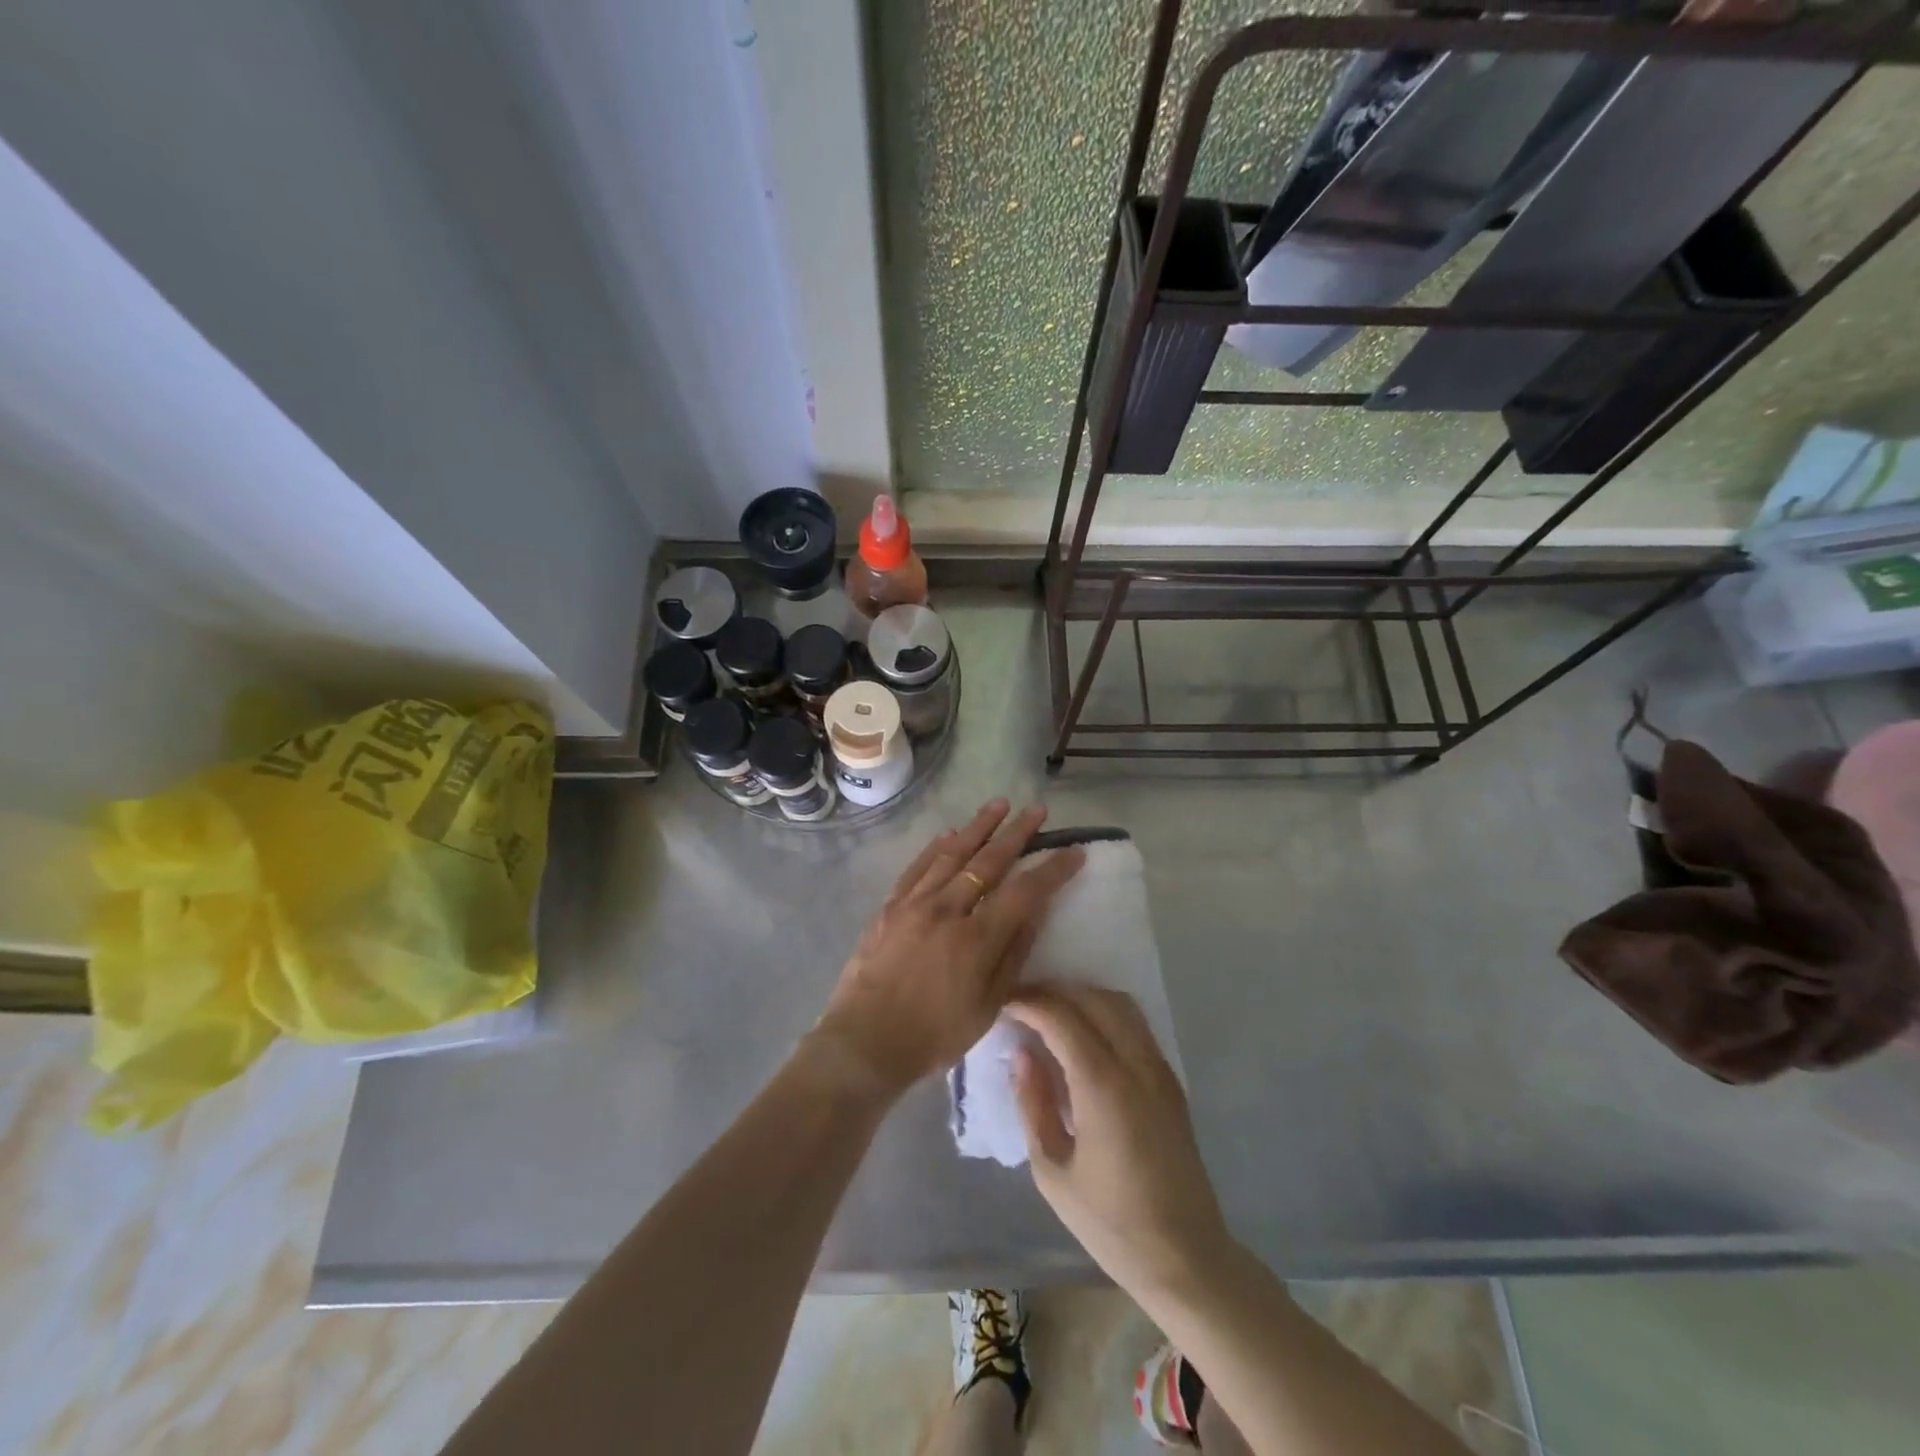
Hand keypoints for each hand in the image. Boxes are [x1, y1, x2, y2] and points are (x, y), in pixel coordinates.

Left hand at [813, 801, 1084, 1098]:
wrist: (864, 1042)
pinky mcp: (890, 906)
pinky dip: (935, 847)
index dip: (1052, 870)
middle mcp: (946, 909)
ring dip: (978, 827)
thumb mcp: (987, 1006)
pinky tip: (949, 834)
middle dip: (1017, 833)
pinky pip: (917, 867)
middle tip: (1037, 810)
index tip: (1074, 852)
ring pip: (952, 854)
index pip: (1024, 892)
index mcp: (975, 939)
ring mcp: (914, 903)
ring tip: (999, 804)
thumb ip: (1013, 954)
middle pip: (988, 861)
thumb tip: (1035, 911)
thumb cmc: (933, 1035)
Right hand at [1006, 985, 1233, 1299]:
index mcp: (1103, 1086)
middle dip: (1052, 991)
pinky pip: (1135, 1024)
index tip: (1001, 1001)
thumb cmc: (1110, 1223)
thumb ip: (1033, 1104)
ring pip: (1119, 1003)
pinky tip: (1082, 1032)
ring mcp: (1159, 1069)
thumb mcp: (1053, 1171)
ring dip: (1081, 996)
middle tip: (1020, 1003)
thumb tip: (1020, 1053)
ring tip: (1049, 1012)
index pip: (1061, 1017)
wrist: (1186, 1257)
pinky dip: (1104, 1012)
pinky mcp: (1170, 1080)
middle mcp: (1136, 1064)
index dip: (1028, 1002)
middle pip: (1092, 998)